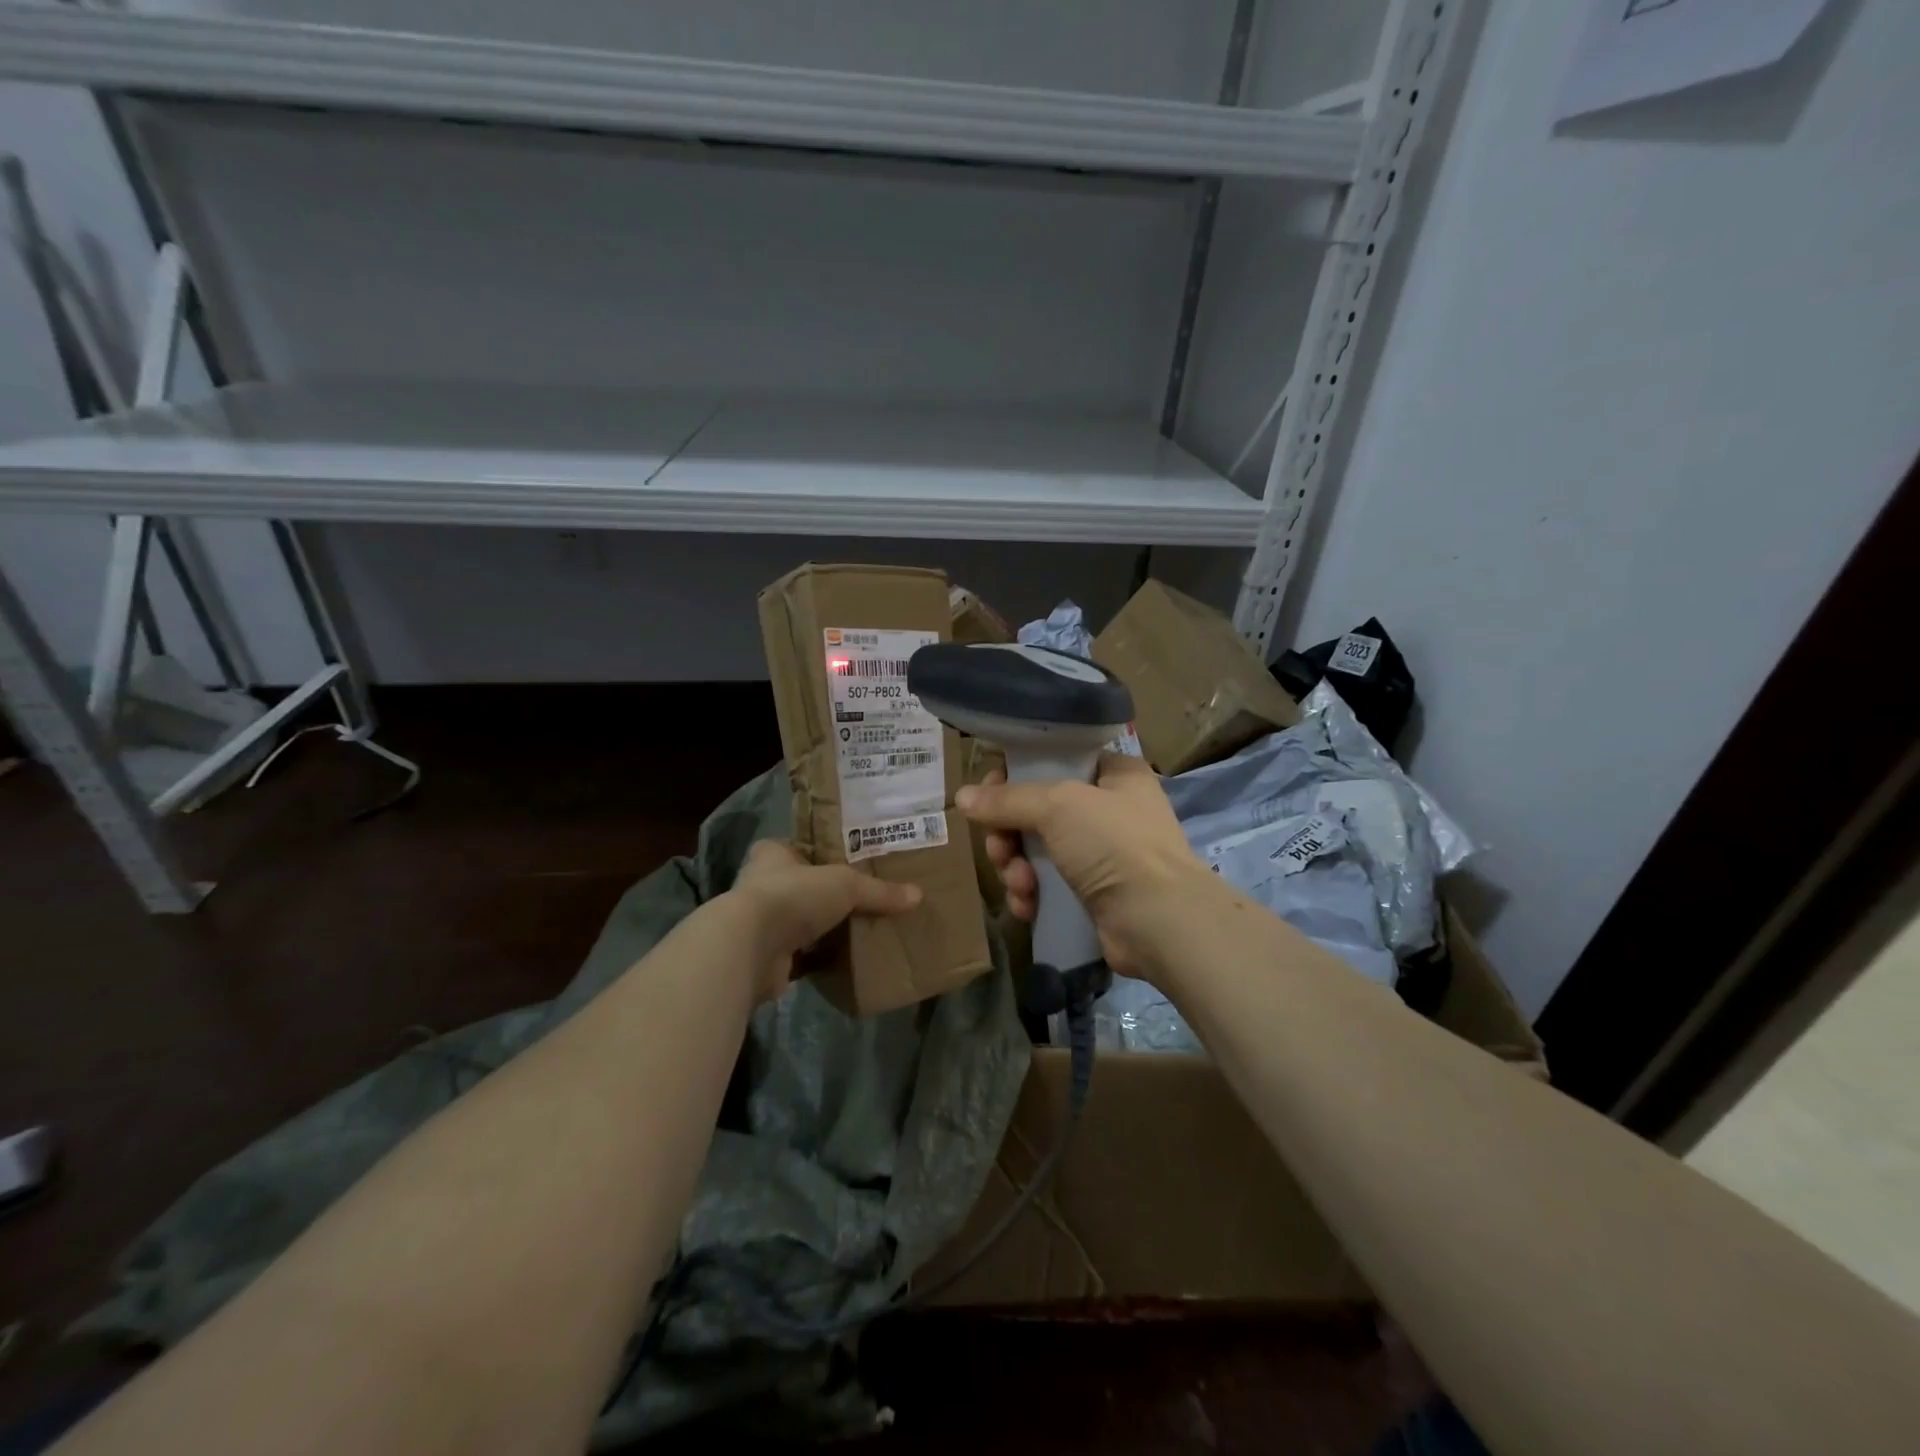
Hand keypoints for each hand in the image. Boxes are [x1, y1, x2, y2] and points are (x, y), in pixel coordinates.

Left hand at [728, 840, 922, 1001]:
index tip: (854, 861)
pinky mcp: (768, 957)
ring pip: (804, 921)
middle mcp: (763, 884)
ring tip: (864, 927)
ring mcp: (763, 923)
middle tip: (867, 897)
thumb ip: (879, 890)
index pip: (802, 847)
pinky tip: (848, 958)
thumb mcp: (845, 884)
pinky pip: (803, 954)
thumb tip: (918, 896)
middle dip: (830, 894)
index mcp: (774, 854)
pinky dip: (821, 957)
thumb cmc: (792, 896)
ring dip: (825, 927)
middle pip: (805, 885)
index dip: (825, 853)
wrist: (750, 948)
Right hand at [956, 752, 1214, 981]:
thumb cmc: (1114, 845)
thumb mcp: (1058, 806)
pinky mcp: (1091, 894)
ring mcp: (1101, 855)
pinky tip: (1027, 906)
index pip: (1052, 762)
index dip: (1014, 778)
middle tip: (1000, 850)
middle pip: (1036, 811)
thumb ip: (1007, 799)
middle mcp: (1108, 809)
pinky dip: (1031, 894)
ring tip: (1020, 885)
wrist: (1159, 922)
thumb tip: (961, 797)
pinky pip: (1046, 885)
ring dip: (1016, 868)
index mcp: (1113, 774)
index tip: (987, 797)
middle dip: (1010, 834)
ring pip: (1035, 851)